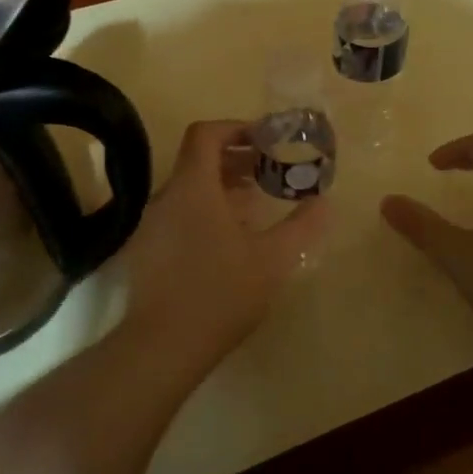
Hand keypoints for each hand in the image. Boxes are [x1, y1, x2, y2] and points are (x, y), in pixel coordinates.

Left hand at [117, 120, 327, 373]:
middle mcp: (166, 197)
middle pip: (198, 160)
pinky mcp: (147, 249)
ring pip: (189, 188)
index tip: (266, 140)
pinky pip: (179, 213)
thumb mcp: (273, 259)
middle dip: (236, 159)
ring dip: (222, 186)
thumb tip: (324, 201)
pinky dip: (206, 209)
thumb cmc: (221, 293)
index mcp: (193, 187)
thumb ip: (302, 225)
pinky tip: (230, 239)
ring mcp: (152, 225)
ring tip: (256, 203)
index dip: (236, 127)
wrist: (163, 346)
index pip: (206, 134)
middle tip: (270, 171)